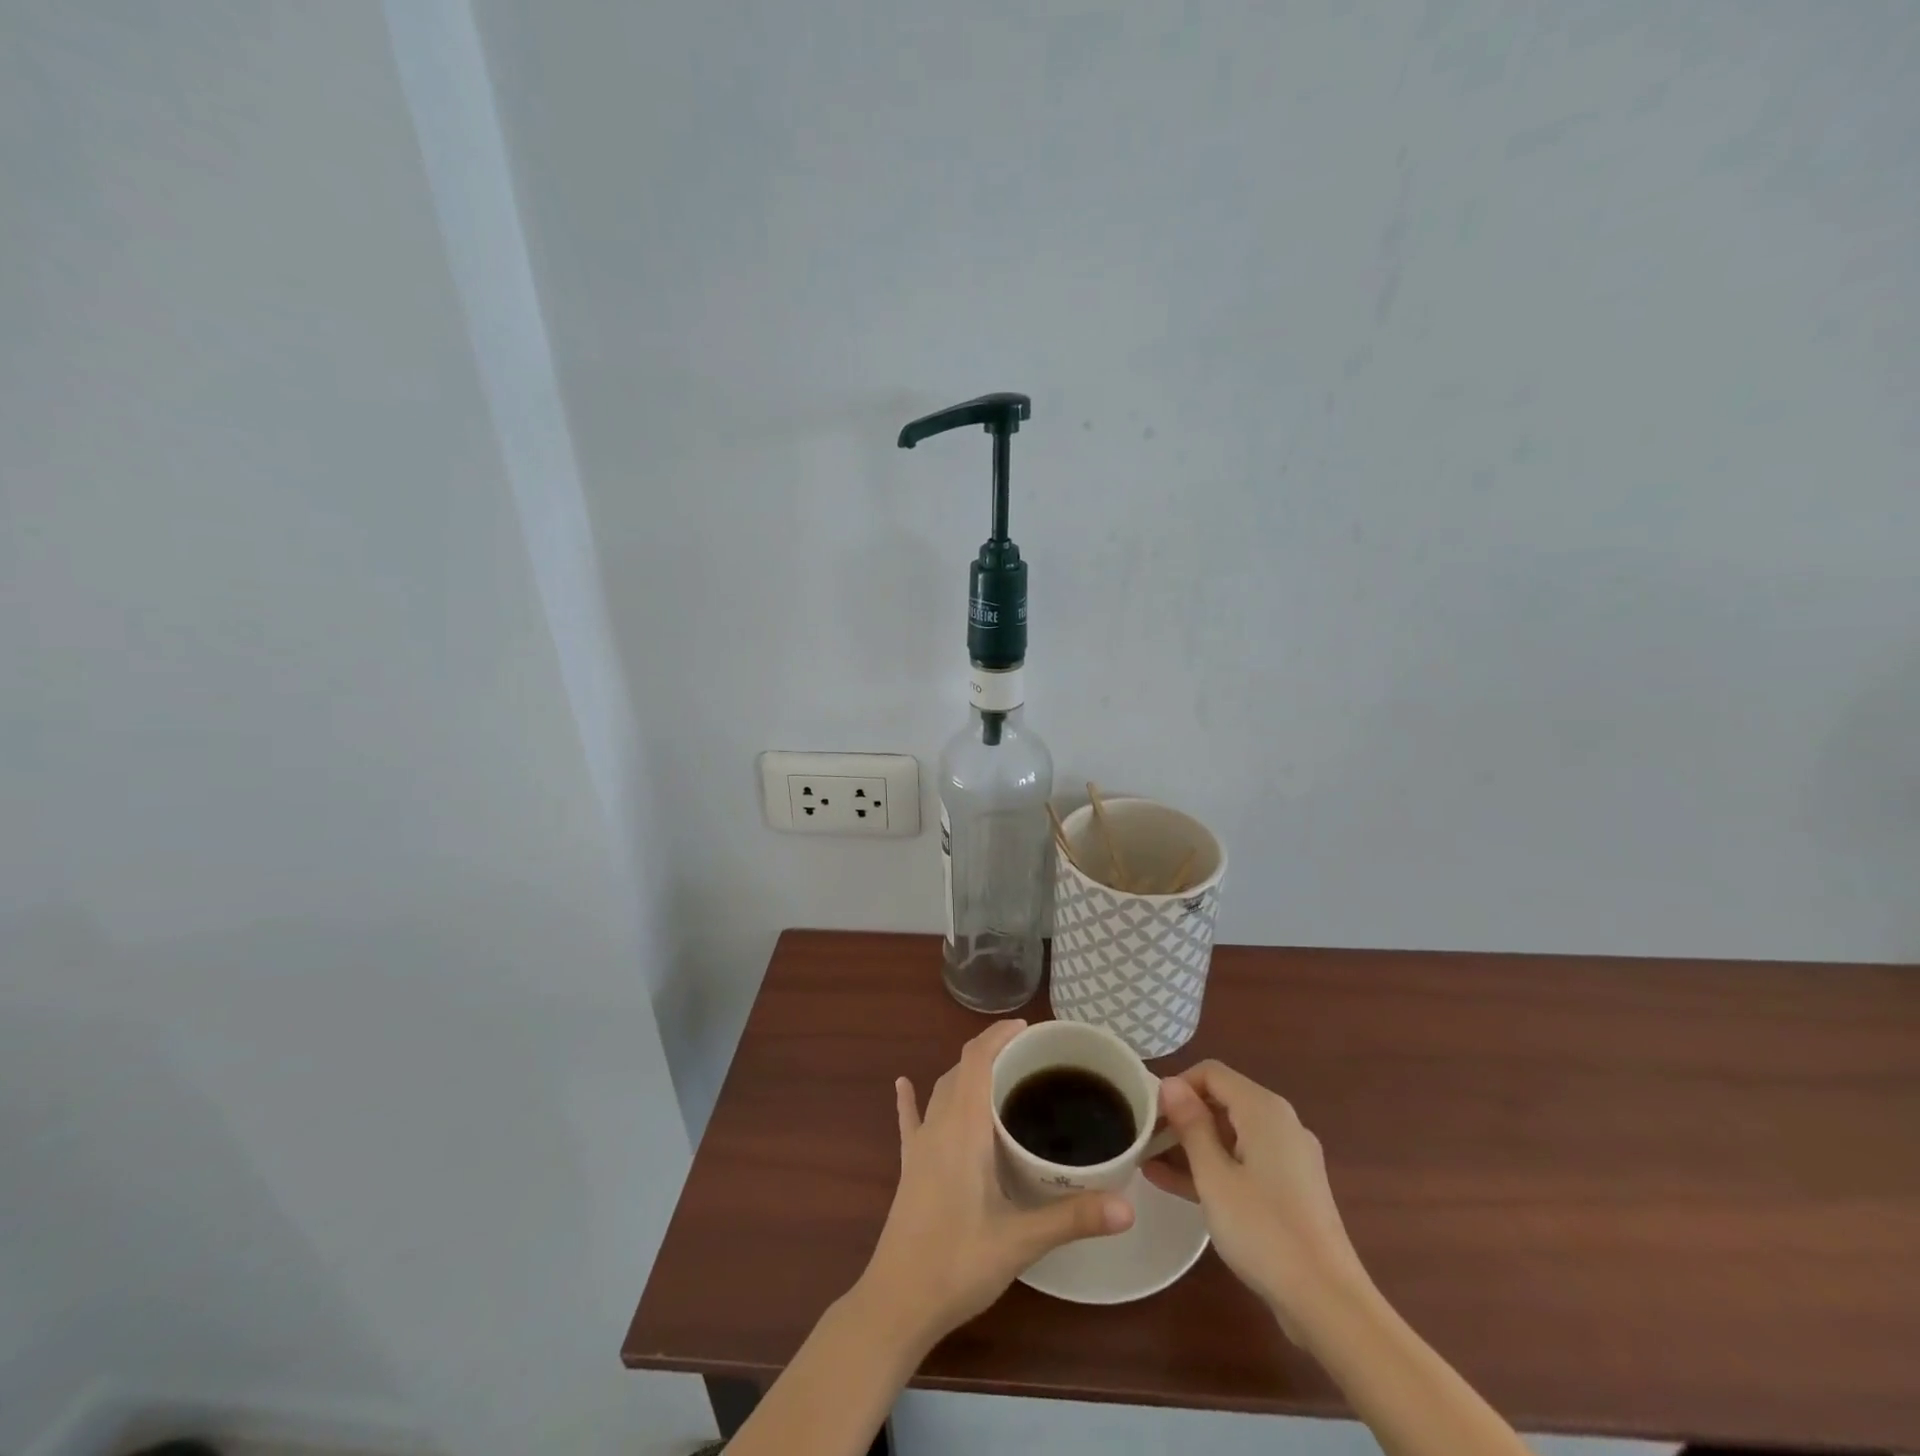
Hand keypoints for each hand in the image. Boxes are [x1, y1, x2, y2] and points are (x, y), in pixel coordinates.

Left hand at [856, 1020, 1134, 1347]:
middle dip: (991, 1051)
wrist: (896, 1303)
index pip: (977, 1060)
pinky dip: (911, 1099)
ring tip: (998, 1072)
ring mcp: (919, 1146)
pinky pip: (910, 1121)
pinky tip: (903, 1084)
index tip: (1029, 1028)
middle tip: (1029, 1055)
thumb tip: (1128, 1206)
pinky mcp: (908, 1167)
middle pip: (961, 1069)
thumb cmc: (958, 1265)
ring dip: (966, 1073)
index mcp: (963, 1129)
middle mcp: (938, 1126)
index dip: (999, 1036)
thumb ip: (1072, 1218)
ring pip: (941, 1090)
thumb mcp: (1020, 1242)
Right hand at [1145, 1060, 1368, 1341]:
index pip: (1211, 1073)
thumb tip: (1170, 1084)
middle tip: (1145, 1137)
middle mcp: (1280, 1123)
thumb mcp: (1214, 1177)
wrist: (1330, 1305)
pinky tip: (1175, 1184)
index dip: (1177, 1086)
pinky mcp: (1291, 1189)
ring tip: (1149, 1160)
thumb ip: (1190, 1125)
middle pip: (1222, 1100)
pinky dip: (1214, 1167)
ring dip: (1193, 1144)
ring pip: (1231, 1134)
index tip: (1149, 1112)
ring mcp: (1289, 1158)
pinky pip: (1244, 1162)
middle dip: (1182, 1115)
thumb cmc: (1264, 1231)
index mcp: (1264, 1109)